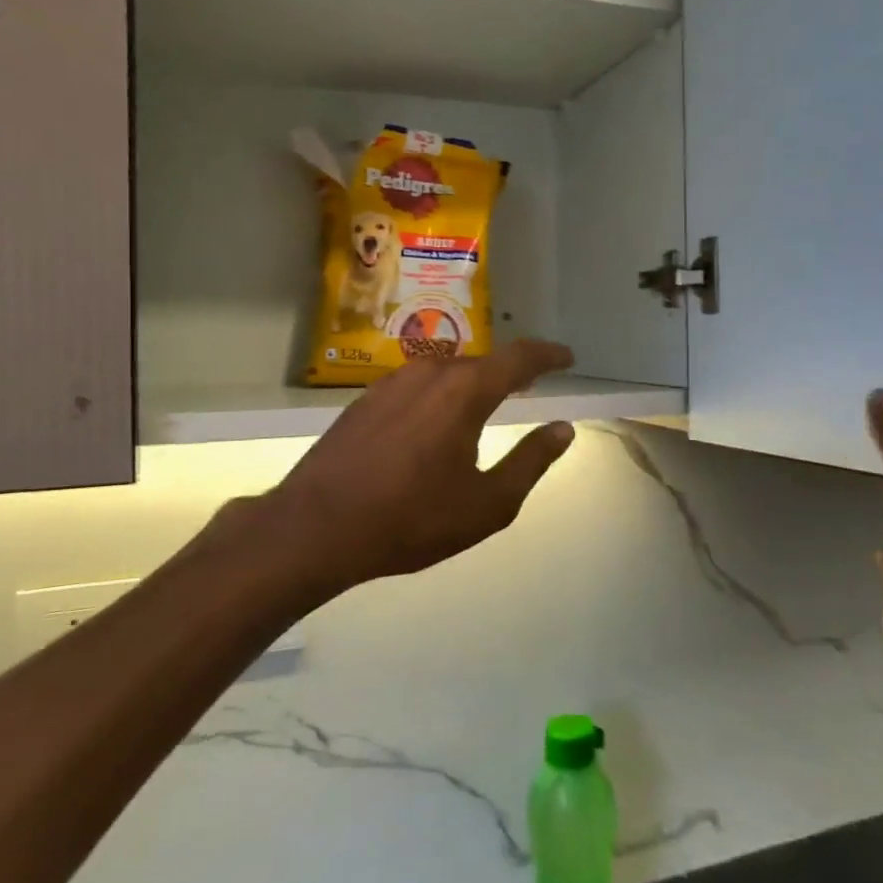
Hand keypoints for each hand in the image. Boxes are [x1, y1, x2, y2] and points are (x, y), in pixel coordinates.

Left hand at [244, 340, 579, 596]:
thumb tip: (562, 429)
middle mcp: (429, 373)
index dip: (548, 355)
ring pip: (445, 371)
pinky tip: (432, 421)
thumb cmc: (411, 519)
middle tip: (529, 386)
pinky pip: (416, 386)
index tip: (567, 358)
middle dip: (509, 372)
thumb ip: (531, 462)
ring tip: (484, 403)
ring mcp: (390, 383)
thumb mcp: (487, 504)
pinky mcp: (364, 400)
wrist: (316, 527)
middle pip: (481, 362)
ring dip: (471, 382)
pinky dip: (438, 394)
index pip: (519, 357)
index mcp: (465, 391)